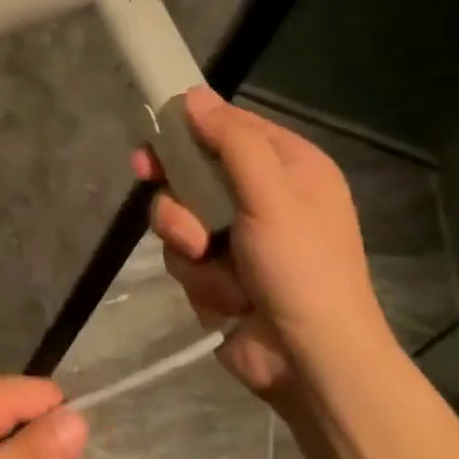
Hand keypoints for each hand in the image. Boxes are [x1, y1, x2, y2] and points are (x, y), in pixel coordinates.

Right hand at [133, 87, 391, 403]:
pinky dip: (198, 275)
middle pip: (195, 170)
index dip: (190, 127)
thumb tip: (194, 96)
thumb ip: (231, 141)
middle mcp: (263, 196)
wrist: (310, 362)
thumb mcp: (270, 194)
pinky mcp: (220, 274)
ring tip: (207, 259)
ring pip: (181, 215)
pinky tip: (223, 296)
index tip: (155, 133)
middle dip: (177, 188)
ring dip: (186, 238)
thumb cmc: (301, 267)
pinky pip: (185, 256)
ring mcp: (239, 238)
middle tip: (147, 178)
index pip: (230, 127)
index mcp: (289, 167)